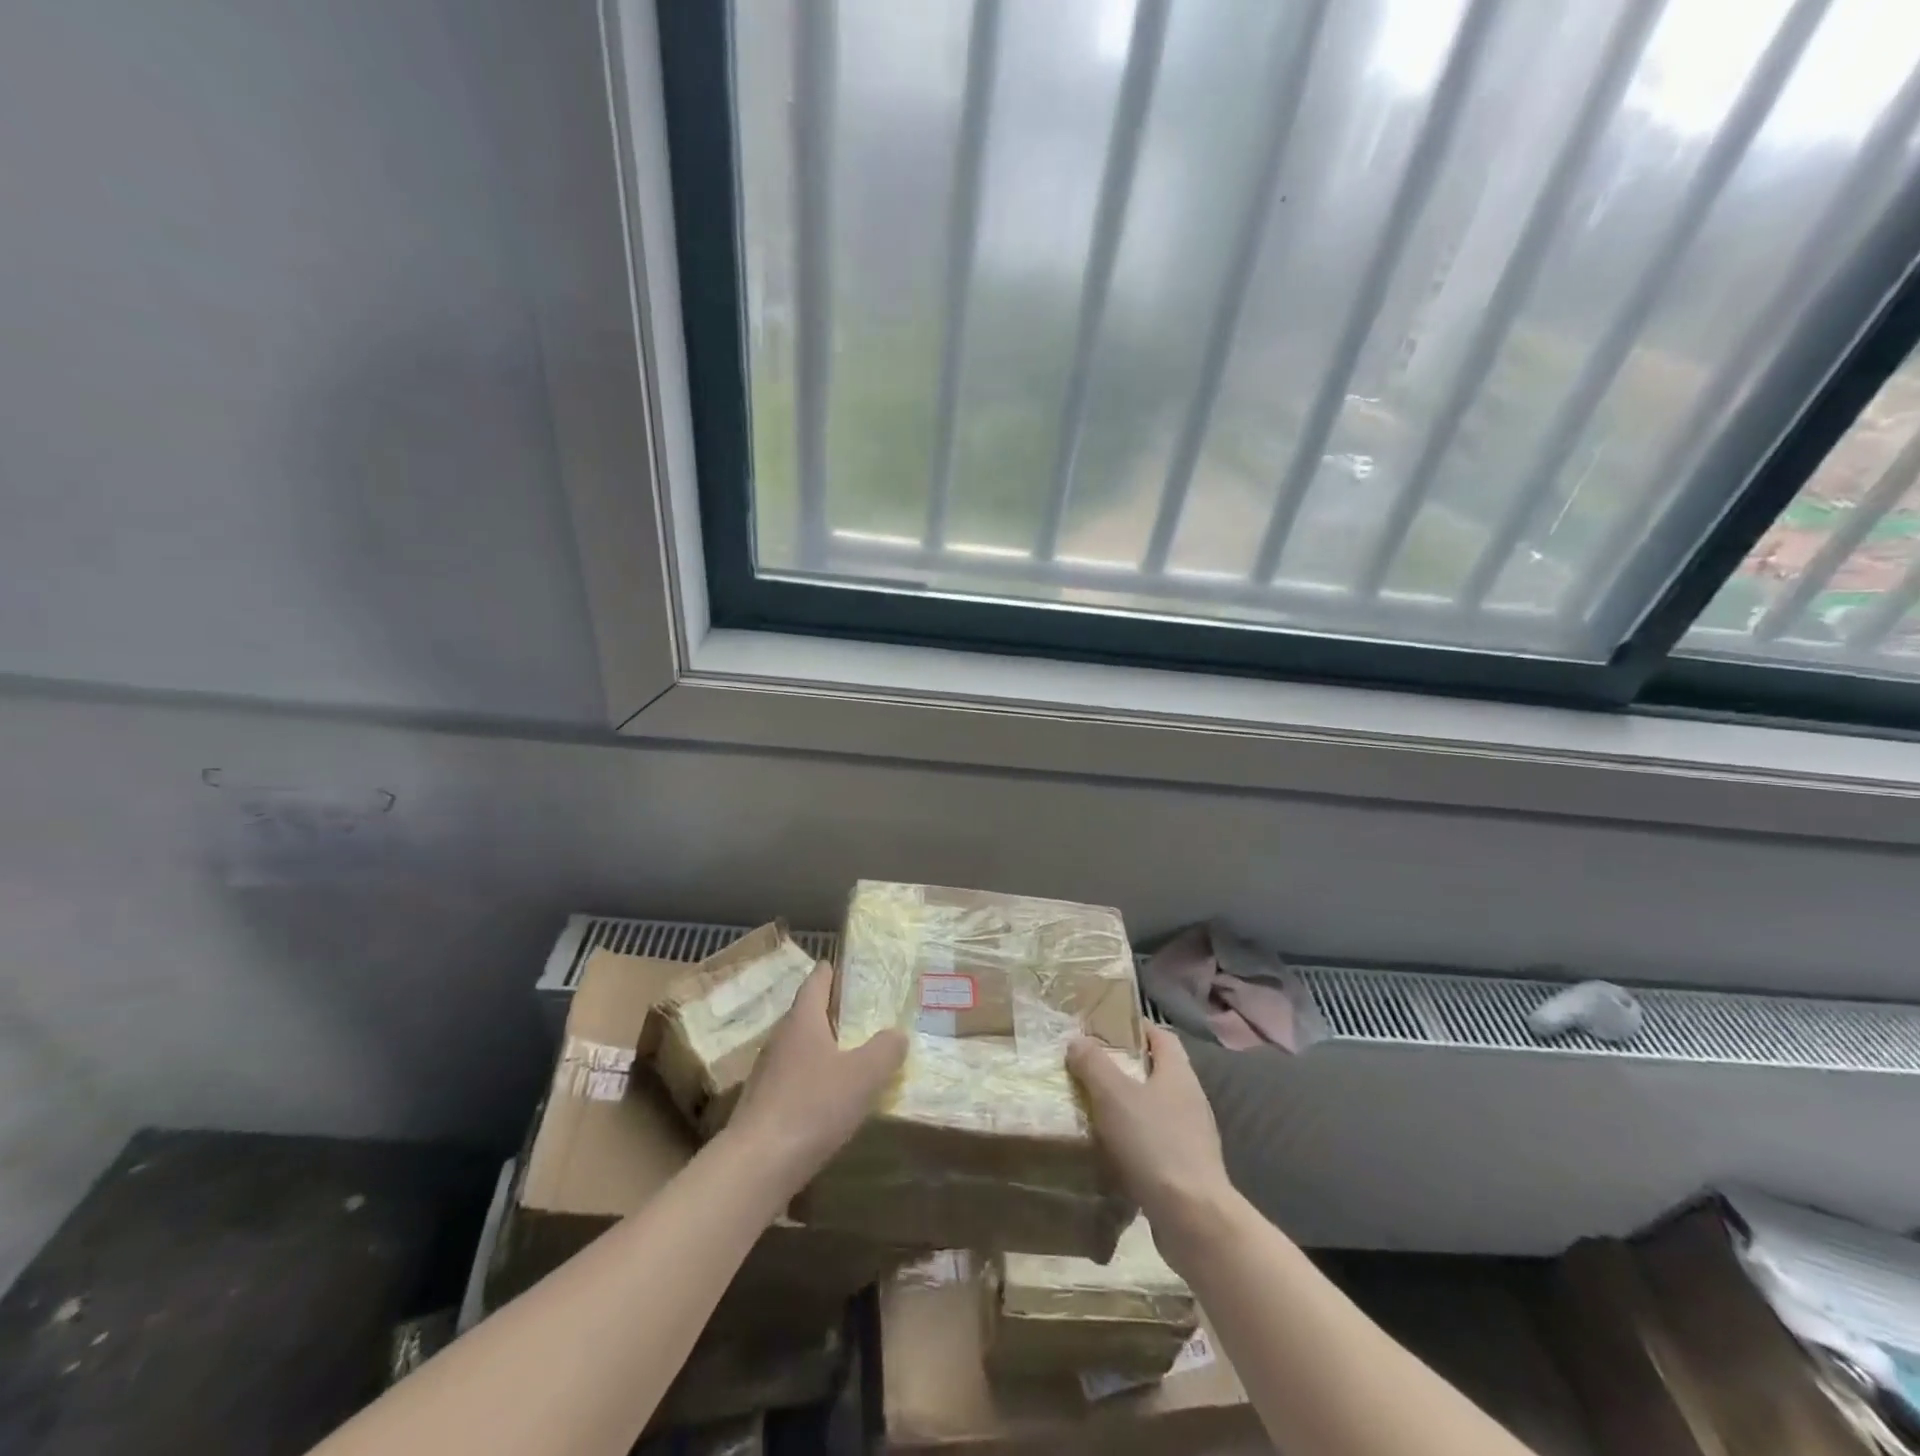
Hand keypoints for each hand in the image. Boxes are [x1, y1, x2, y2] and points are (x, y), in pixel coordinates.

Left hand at [727, 963, 906, 1194]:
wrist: (757, 1165)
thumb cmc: (813, 1106)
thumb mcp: (863, 1076)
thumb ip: (885, 1050)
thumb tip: (897, 1033)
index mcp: (803, 1020)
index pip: (817, 981)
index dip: (833, 971)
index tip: (850, 967)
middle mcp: (781, 1038)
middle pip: (807, 1013)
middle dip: (833, 1011)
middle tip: (863, 1014)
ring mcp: (767, 1072)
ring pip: (800, 1048)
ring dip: (823, 1047)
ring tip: (852, 1055)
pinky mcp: (763, 1104)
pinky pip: (793, 1078)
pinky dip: (813, 1079)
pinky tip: (830, 1098)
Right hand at [1067, 1025, 1233, 1256]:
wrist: (1193, 1218)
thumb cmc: (1154, 1143)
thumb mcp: (1113, 1095)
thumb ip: (1094, 1064)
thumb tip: (1078, 1041)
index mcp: (1178, 1073)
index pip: (1160, 1036)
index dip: (1135, 1028)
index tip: (1104, 1029)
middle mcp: (1191, 1098)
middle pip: (1157, 1071)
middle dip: (1125, 1068)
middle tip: (1090, 1069)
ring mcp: (1193, 1136)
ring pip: (1155, 1108)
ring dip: (1128, 1107)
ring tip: (1094, 1109)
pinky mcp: (1188, 1169)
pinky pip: (1156, 1142)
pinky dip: (1135, 1140)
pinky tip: (1112, 1151)